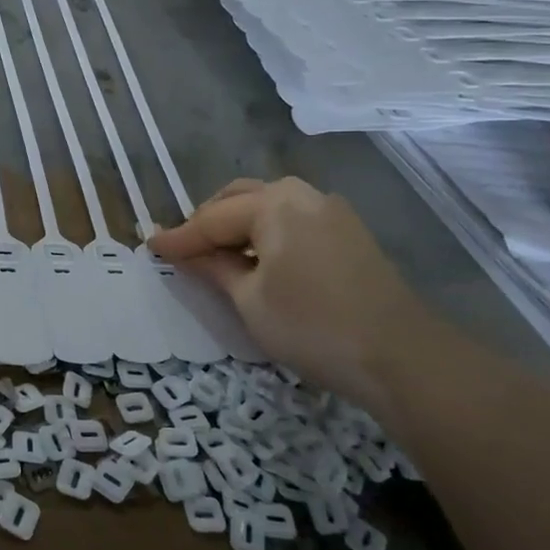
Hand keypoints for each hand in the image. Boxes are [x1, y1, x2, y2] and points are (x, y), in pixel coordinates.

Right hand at [148, 177, 434, 406]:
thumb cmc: (312, 326)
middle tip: (184, 251)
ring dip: (237, 225)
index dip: (179, 237)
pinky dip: (265, 233)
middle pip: (239, 199)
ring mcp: (330, 210)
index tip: (149, 247)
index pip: (212, 219)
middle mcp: (302, 194)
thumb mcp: (249, 301)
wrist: (400, 356)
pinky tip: (257, 260)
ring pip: (267, 206)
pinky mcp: (348, 232)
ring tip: (216, 256)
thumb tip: (183, 252)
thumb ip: (213, 268)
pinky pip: (292, 220)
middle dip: (208, 222)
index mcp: (273, 204)